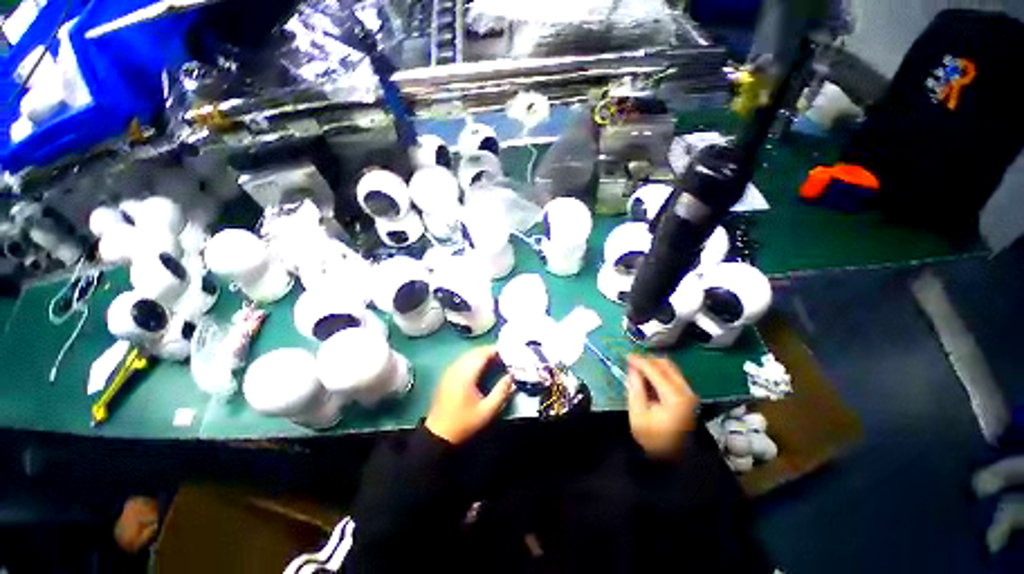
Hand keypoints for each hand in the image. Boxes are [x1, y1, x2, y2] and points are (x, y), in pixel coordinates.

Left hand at [425, 346, 514, 444]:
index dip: (495, 350)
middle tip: (504, 354)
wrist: (438, 434)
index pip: (482, 354)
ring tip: (496, 358)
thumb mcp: (487, 411)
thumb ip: (501, 392)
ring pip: (468, 355)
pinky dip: (474, 358)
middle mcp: (456, 368)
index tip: (508, 350)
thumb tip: (511, 376)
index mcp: (466, 375)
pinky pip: (462, 360)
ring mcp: (450, 371)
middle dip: (489, 350)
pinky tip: (481, 366)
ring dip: (481, 354)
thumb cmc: (464, 423)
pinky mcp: (447, 375)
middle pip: (474, 352)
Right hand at [626, 354, 699, 459]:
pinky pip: (674, 376)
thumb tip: (633, 368)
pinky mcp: (689, 396)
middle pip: (666, 365)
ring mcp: (690, 393)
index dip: (639, 360)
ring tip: (639, 369)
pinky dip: (660, 372)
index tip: (626, 356)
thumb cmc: (653, 438)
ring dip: (654, 365)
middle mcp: (686, 391)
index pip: (655, 370)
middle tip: (632, 362)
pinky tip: (649, 378)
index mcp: (674, 397)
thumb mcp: (638, 414)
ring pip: (671, 368)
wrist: (675, 459)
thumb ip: (635, 388)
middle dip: (647, 360)